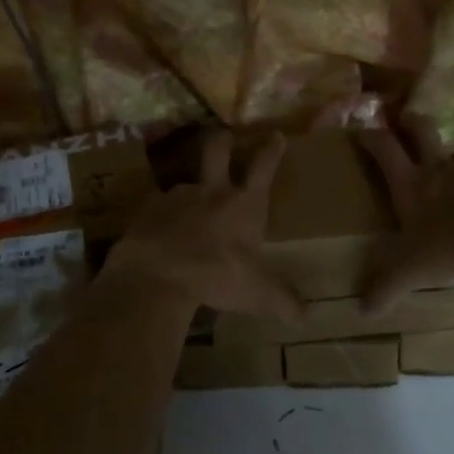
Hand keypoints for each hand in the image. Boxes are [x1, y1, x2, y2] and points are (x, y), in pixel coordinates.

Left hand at [105, 130, 303, 320]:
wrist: (160, 275)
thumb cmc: (219, 277)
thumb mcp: (258, 294)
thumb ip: (283, 302)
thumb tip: (307, 317)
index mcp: (244, 205)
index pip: (263, 168)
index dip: (272, 151)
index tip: (276, 136)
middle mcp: (211, 192)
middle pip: (217, 151)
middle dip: (223, 141)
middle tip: (223, 136)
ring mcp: (176, 197)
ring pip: (184, 184)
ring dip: (187, 194)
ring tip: (184, 213)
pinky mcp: (146, 210)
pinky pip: (155, 209)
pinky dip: (159, 219)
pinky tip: (157, 235)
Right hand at [359, 124, 453, 312]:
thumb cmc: (453, 242)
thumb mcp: (413, 271)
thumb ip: (387, 288)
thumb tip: (362, 310)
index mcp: (411, 183)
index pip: (384, 149)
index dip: (370, 138)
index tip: (361, 132)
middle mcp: (439, 169)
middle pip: (421, 130)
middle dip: (410, 123)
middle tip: (404, 120)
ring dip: (447, 160)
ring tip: (446, 181)